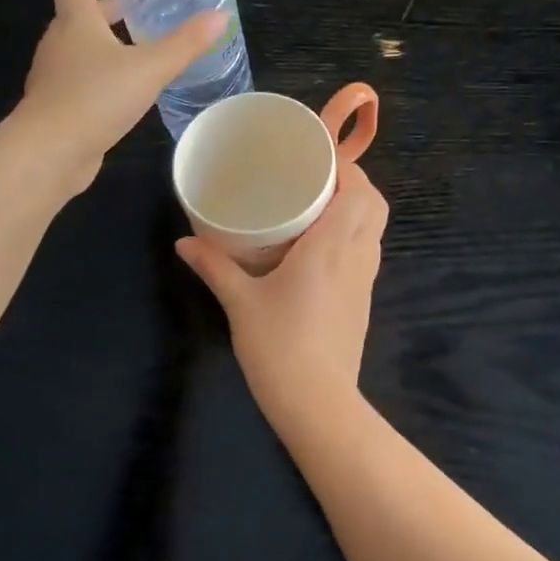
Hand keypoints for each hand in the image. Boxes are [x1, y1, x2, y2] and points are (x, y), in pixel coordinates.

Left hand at [21, 0, 225, 189]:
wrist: (50, 151)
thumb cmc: (97, 98)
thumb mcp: (150, 68)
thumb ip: (185, 44)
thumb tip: (221, 16)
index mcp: (75, 22)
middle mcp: (58, 43)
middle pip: (77, 15)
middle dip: (105, 9)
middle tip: (135, 9)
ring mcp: (52, 76)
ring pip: (76, 48)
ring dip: (101, 43)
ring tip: (135, 50)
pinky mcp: (56, 106)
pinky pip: (77, 79)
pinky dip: (97, 74)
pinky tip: (121, 92)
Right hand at [176, 163, 388, 425]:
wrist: (317, 401)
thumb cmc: (278, 344)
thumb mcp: (240, 301)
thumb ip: (214, 266)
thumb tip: (184, 242)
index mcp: (332, 246)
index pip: (359, 191)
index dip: (346, 168)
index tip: (317, 159)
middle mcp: (357, 256)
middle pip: (375, 205)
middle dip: (354, 184)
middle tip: (317, 180)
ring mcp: (365, 280)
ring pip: (374, 229)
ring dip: (356, 210)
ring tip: (317, 206)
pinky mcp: (362, 300)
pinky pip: (367, 252)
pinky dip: (353, 236)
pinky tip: (320, 247)